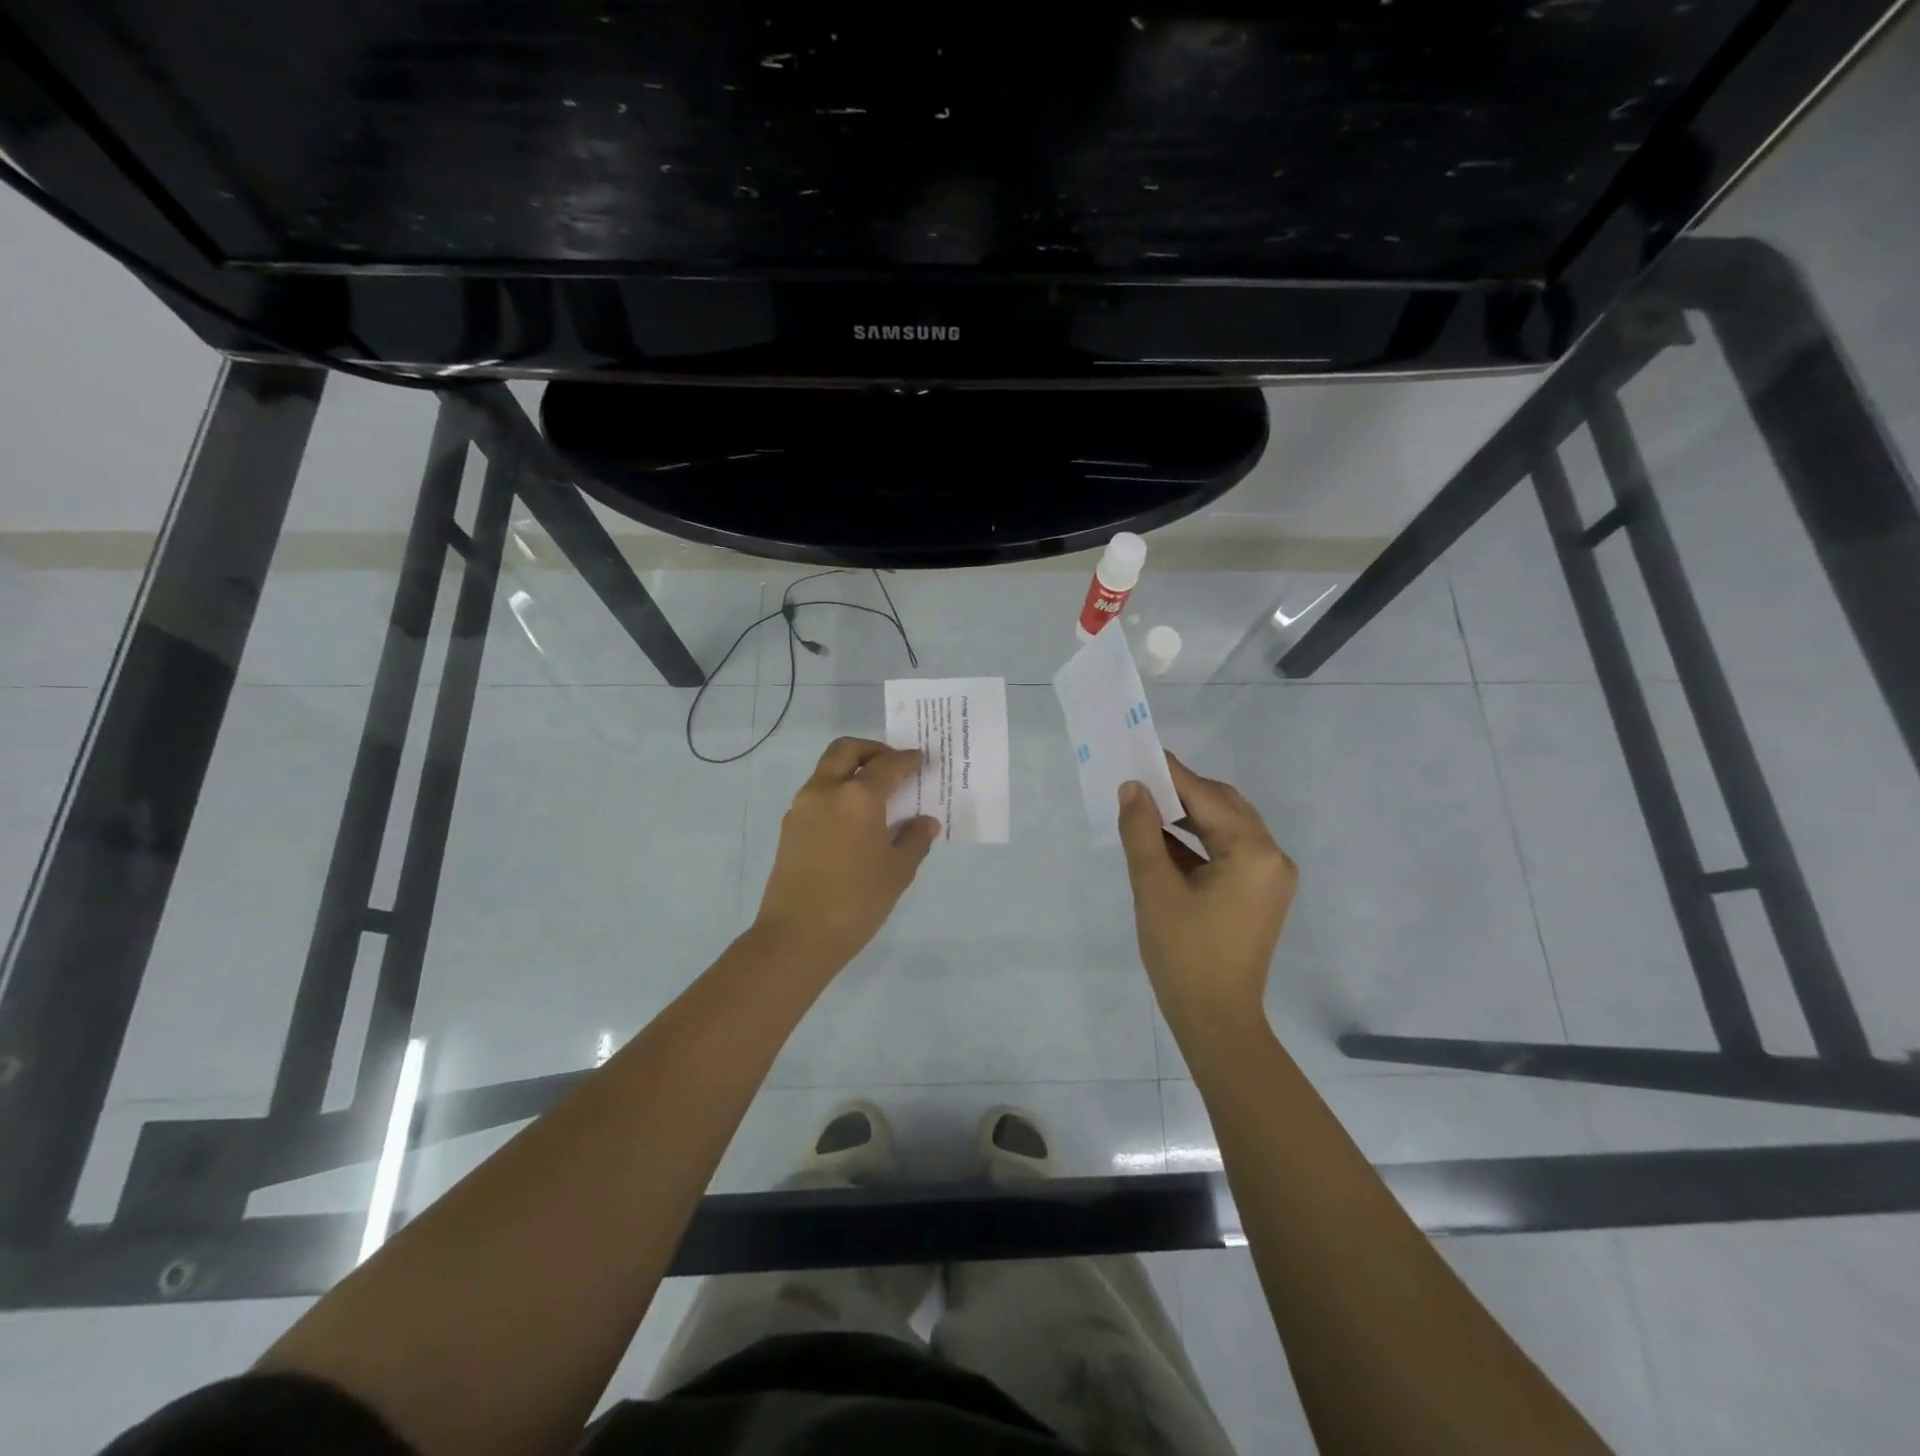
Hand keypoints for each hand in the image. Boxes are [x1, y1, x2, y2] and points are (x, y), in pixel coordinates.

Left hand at [752, 736, 939, 970]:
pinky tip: (854, 818)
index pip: (887, 765)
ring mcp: (802, 807)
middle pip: (846, 750)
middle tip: (892, 763)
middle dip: (872, 749)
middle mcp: (826, 790)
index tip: (920, 760)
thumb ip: (915, 840)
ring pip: (827, 769)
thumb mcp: (897, 872)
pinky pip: (817, 793)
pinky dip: (837, 791)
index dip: (907, 760)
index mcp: (858, 797)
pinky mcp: (789, 826)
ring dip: (851, 769)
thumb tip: (925, 822)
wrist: (797, 936)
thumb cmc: (857, 901)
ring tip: (875, 793)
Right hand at [1117, 753, 1297, 1033]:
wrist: (1216, 1021)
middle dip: (1181, 792)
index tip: (1140, 753)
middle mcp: (1272, 857)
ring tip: (1145, 807)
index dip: (1172, 775)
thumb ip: (1141, 832)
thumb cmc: (1184, 954)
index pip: (1208, 797)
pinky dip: (1197, 843)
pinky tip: (1162, 840)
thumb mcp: (1154, 888)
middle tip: (1140, 781)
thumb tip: (1132, 788)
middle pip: (1223, 807)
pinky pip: (1228, 852)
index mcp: (1254, 853)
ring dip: (1188, 816)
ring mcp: (1269, 877)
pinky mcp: (1259, 894)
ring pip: (1226, 828)